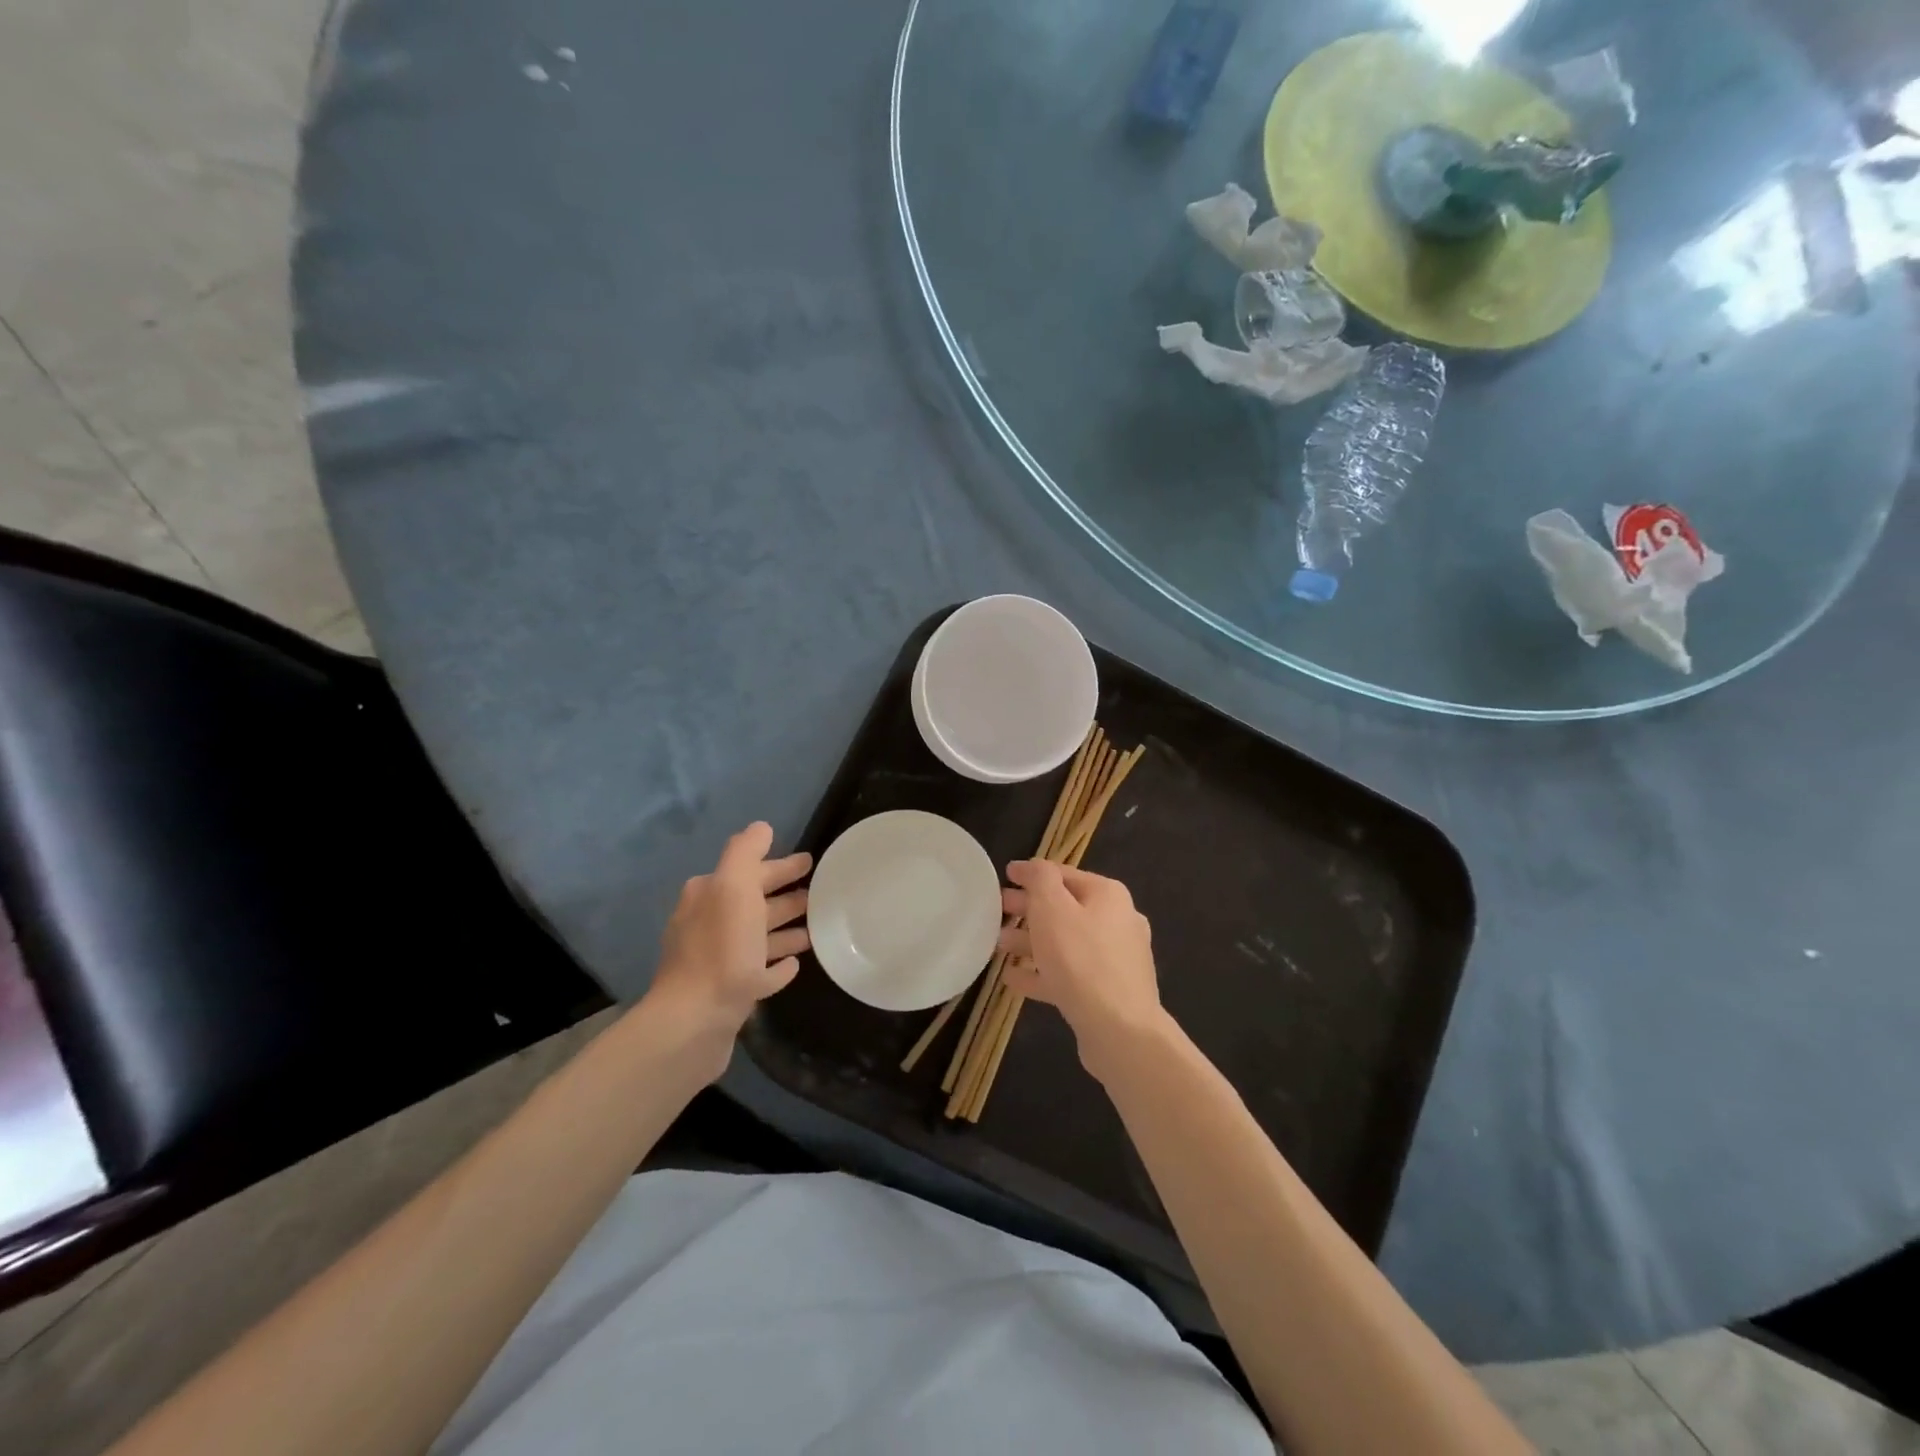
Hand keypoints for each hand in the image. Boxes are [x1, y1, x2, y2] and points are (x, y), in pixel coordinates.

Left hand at [649, 823, 810, 1049]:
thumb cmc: (720, 948)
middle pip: (754, 904)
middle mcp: (709, 925)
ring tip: (816, 930)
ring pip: (758, 938)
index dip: (780, 866)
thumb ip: (745, 852)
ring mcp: (717, 962)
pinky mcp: (727, 994)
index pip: (750, 872)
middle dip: (784, 896)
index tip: (810, 863)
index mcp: (710, 896)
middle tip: (820, 894)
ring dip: (784, 931)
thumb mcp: (733, 886)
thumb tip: (761, 827)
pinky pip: (758, 973)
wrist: (694, 1020)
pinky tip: (794, 967)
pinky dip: (775, 967)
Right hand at [997, 860, 1165, 1080]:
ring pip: (1065, 943)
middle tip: (998, 911)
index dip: (1032, 873)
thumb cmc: (1080, 959)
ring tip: (999, 946)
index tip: (1004, 875)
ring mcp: (1116, 960)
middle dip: (1029, 909)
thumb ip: (1040, 879)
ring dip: (1031, 941)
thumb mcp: (1052, 908)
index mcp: (1108, 895)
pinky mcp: (1108, 992)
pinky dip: (1042, 972)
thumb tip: (1034, 867)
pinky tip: (1013, 979)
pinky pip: (1069, 974)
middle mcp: (1118, 921)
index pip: (1063, 874)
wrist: (1120, 1030)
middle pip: (1065, 908)